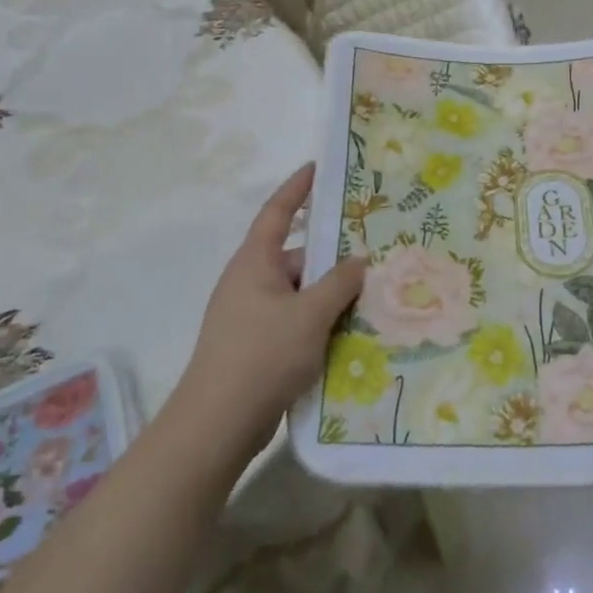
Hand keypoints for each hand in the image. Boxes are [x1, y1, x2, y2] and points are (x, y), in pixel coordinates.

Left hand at [165, 165, 365, 464]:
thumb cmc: (262, 355)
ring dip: (329, 297)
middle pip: (297, 258)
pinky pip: (294, 322)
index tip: (318, 168)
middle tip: (374, 256)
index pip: (277, 212)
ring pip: (299, 294)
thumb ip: (339, 283)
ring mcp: (250, 316)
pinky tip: (348, 336)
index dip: (297, 188)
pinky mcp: (255, 346)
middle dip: (332, 258)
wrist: (218, 424)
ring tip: (371, 300)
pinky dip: (318, 323)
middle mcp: (249, 282)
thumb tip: (359, 260)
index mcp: (255, 262)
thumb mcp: (310, 314)